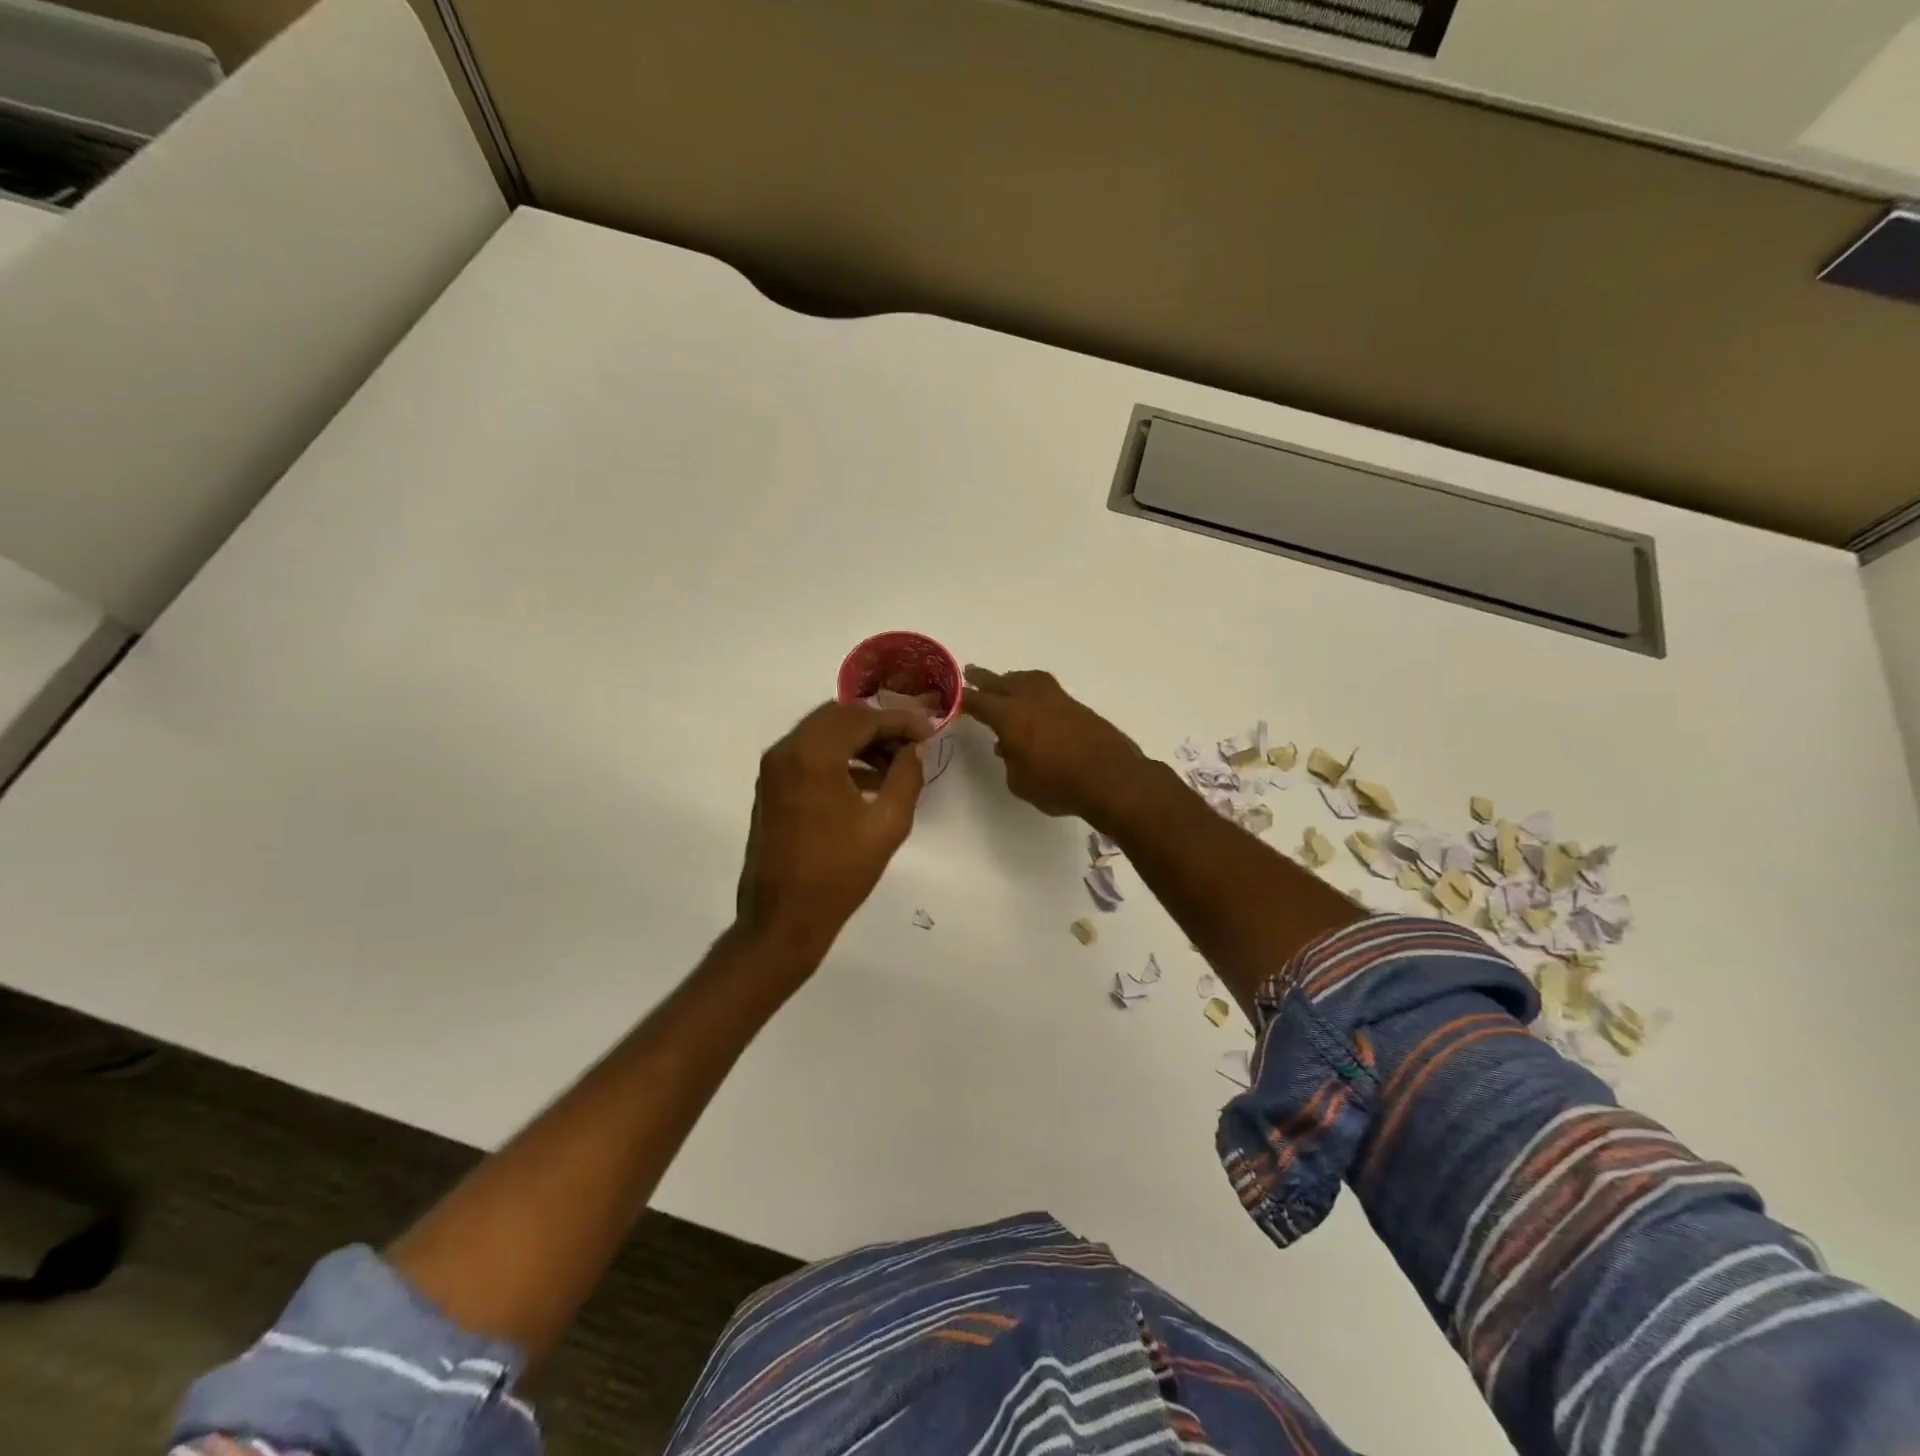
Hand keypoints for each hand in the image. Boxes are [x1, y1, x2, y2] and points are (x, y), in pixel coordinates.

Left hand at [736, 701, 931, 958]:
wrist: (782, 920)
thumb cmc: (838, 874)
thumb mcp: (887, 824)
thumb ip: (906, 777)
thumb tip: (914, 749)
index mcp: (812, 756)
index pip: (861, 718)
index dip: (899, 721)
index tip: (929, 730)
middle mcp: (786, 751)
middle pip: (838, 716)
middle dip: (878, 725)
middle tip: (911, 743)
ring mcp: (773, 769)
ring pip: (822, 733)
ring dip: (858, 740)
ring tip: (895, 764)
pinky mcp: (771, 787)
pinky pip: (808, 755)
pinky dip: (839, 757)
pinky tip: (869, 782)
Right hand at [962, 666, 1146, 825]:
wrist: (1111, 778)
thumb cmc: (1057, 785)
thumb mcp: (1019, 781)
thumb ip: (1010, 760)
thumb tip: (1010, 747)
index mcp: (1009, 715)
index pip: (979, 701)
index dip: (965, 699)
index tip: (954, 697)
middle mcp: (1030, 699)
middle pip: (1001, 682)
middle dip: (984, 679)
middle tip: (971, 673)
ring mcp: (1056, 699)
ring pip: (1027, 679)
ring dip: (1012, 680)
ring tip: (1005, 684)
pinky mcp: (1076, 706)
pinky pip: (1046, 690)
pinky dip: (1034, 691)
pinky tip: (1033, 705)